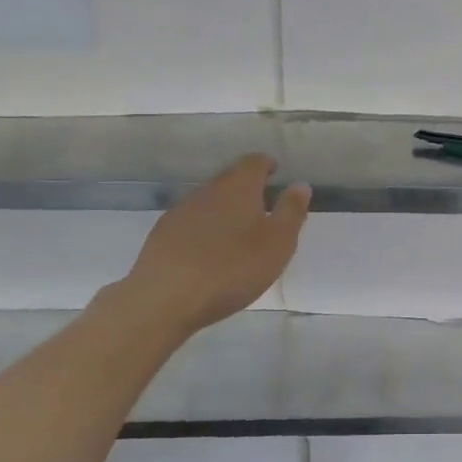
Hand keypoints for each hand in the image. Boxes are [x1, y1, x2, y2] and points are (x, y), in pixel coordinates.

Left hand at [108, 154, 309, 340]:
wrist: (164, 298)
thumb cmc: (232, 269)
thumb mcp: (277, 243)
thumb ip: (291, 212)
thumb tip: (300, 184)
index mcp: (238, 188)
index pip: (254, 162)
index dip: (266, 164)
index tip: (275, 171)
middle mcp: (208, 191)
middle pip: (230, 178)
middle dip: (246, 185)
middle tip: (262, 202)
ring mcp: (181, 212)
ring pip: (209, 200)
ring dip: (224, 208)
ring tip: (237, 229)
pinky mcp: (162, 235)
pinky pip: (191, 222)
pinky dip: (204, 228)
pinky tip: (208, 249)